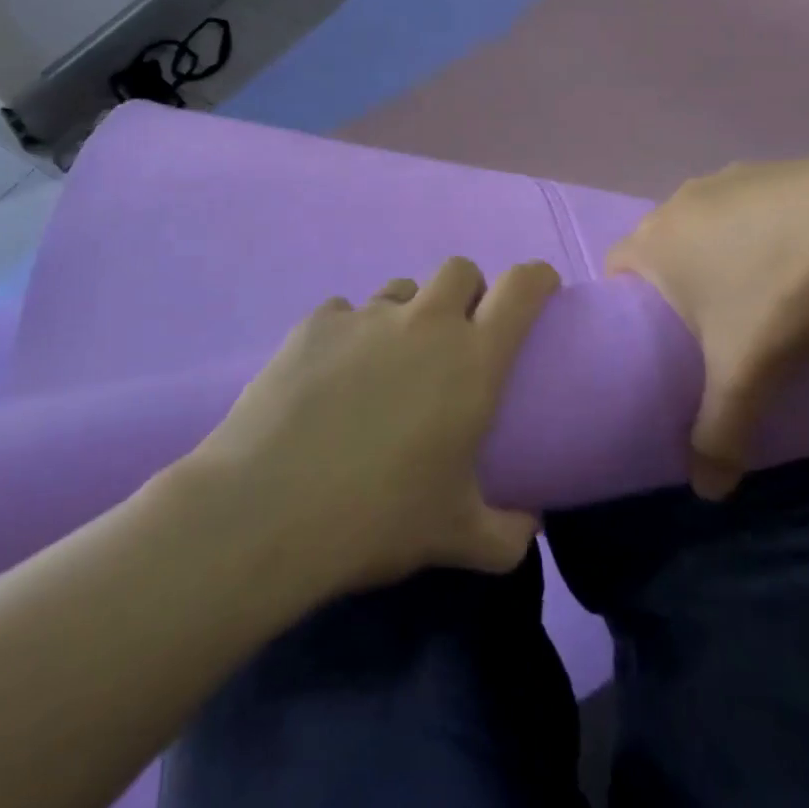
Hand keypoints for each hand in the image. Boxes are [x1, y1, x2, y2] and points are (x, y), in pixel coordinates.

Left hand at [189, 256, 560, 594]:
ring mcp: (365, 315)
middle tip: (457, 337)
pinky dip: (350, 335)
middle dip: (468, 291)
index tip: (540, 290)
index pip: (522, 287)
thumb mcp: (457, 537)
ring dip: (408, 314)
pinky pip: (345, 312)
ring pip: (401, 289)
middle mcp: (424, 322)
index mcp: (472, 359)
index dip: (537, 278)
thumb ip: (509, 533)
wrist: (267, 510)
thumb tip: (529, 524)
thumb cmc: (377, 518)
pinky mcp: (315, 322)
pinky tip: (331, 377)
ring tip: (388, 362)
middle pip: (459, 269)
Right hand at [607, 148, 808, 498]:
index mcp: (656, 240)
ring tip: (755, 292)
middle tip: (706, 328)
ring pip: (704, 221)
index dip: (626, 304)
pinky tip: (795, 257)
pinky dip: (757, 229)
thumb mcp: (746, 375)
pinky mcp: (775, 168)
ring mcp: (729, 177)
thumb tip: (708, 494)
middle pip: (660, 243)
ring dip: (716, 252)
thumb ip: (718, 434)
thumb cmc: (782, 294)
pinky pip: (746, 203)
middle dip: (673, 282)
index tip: (656, 339)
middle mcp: (681, 200)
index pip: (615, 268)